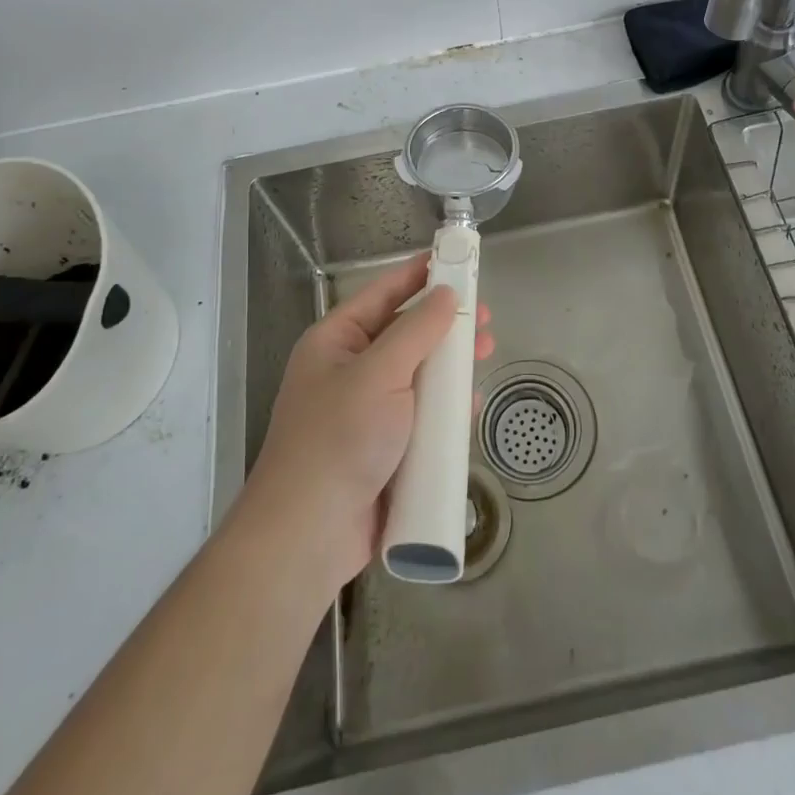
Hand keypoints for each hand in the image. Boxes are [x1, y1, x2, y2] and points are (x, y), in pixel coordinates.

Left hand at [239, 253, 492, 597]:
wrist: (308, 536)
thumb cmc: (339, 439)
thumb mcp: (380, 374)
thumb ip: (417, 330)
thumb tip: (446, 293)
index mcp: (336, 342)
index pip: (383, 294)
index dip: (418, 274)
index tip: (454, 259)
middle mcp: (350, 370)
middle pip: (405, 335)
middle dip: (445, 325)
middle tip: (484, 317)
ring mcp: (367, 412)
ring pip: (418, 376)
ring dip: (451, 365)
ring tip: (486, 354)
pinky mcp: (384, 449)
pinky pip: (420, 417)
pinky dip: (445, 408)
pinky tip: (470, 405)